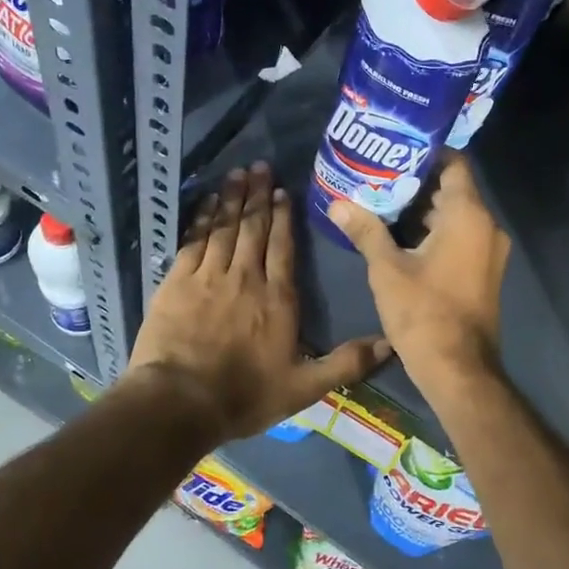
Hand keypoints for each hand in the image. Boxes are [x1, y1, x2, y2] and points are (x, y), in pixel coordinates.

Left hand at [129, 162, 389, 442]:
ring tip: (237, 173)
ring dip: (231, 198)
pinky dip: (202, 218)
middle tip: (260, 166)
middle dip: (257, 195)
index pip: (283, 247)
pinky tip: (206, 202)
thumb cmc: (245, 395)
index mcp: (277, 298)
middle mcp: (246, 278)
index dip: (283, 217)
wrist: (180, 402)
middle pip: (254, 228)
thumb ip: (346, 363)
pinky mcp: (177, 281)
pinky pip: (194, 240)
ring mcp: (209, 276)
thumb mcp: (304, 387)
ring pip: (224, 227)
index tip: (282, 190)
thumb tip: (390, 344)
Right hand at [327, 153, 508, 403]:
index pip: (454, 164)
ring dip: (422, 209)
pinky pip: (460, 236)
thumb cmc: (424, 312)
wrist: (459, 369)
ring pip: (454, 215)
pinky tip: (399, 235)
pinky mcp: (483, 270)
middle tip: (377, 176)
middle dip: (415, 182)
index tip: (394, 150)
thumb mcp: (387, 269)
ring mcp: (488, 250)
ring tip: (381, 202)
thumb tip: (337, 204)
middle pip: (452, 189)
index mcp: (468, 215)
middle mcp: (486, 226)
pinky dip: (434, 231)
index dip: (426, 153)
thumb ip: (365, 230)